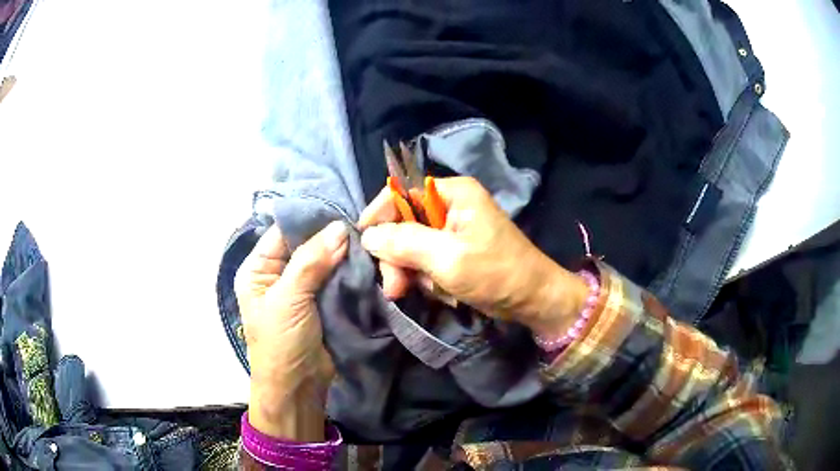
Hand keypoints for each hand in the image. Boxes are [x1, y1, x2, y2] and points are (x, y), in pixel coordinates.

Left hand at [234, 221, 347, 440]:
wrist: (297, 388)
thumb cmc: (280, 343)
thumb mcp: (288, 300)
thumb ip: (311, 262)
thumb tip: (340, 228)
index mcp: (259, 268)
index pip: (283, 232)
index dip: (310, 219)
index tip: (342, 207)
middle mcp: (279, 274)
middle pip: (306, 244)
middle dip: (331, 235)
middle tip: (363, 221)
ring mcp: (302, 288)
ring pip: (325, 260)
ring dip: (343, 253)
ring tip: (369, 237)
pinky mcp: (322, 302)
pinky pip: (336, 279)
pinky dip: (350, 270)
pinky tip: (367, 258)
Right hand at [358, 177, 587, 336]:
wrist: (532, 299)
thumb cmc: (496, 273)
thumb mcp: (447, 258)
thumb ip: (404, 244)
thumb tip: (368, 236)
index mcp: (453, 193)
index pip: (401, 193)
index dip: (379, 215)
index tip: (364, 243)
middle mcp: (450, 205)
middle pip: (404, 224)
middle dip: (398, 257)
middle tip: (395, 288)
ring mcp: (453, 230)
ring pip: (412, 246)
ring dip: (413, 272)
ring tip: (429, 291)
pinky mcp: (455, 250)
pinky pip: (426, 260)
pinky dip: (428, 279)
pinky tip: (442, 292)